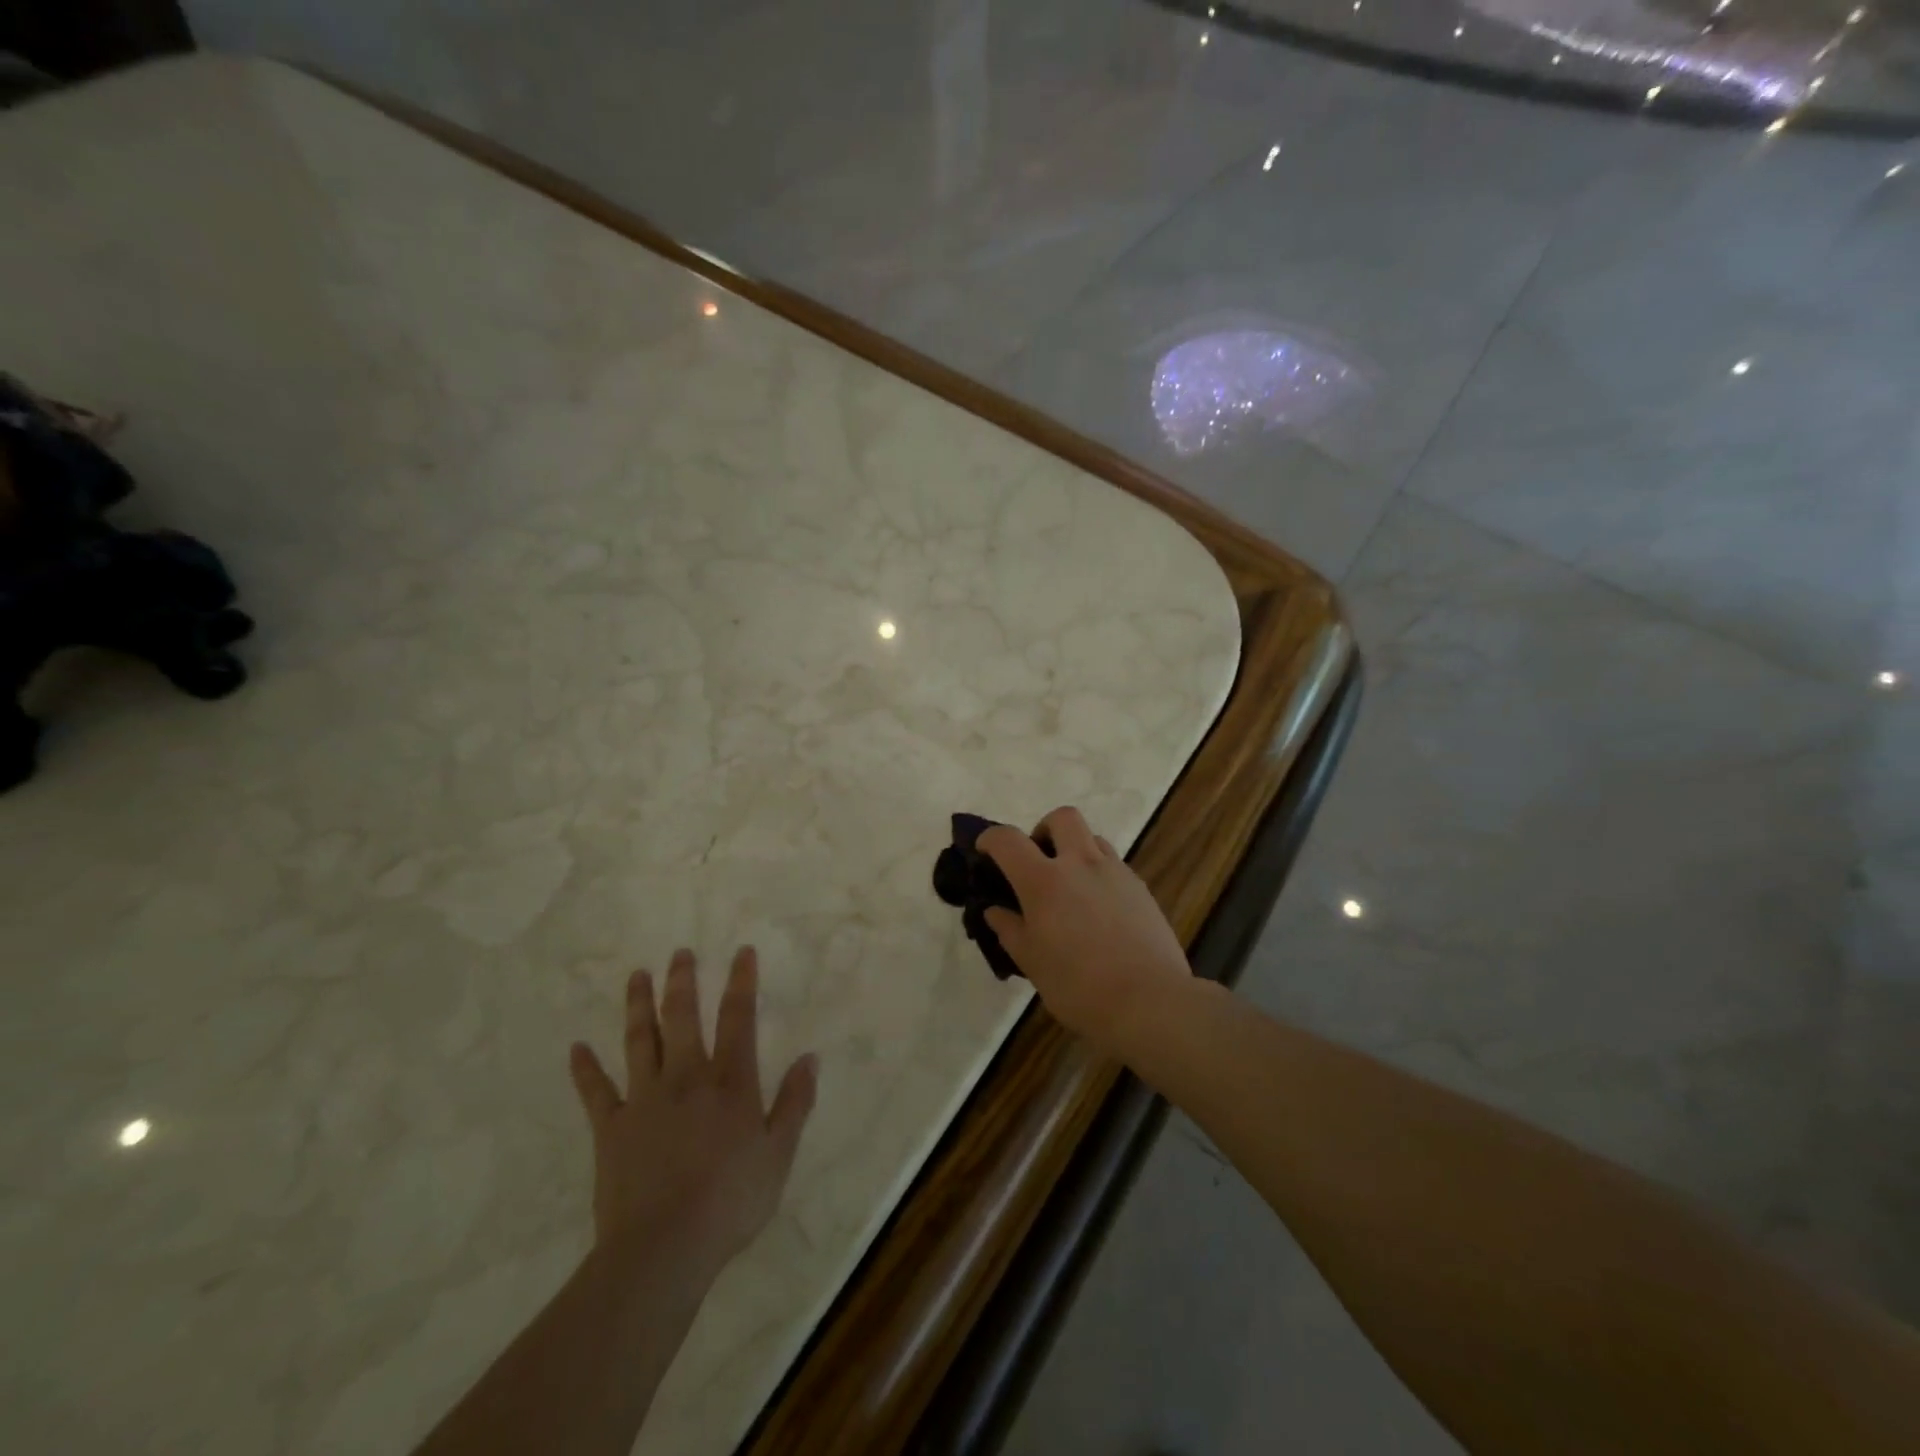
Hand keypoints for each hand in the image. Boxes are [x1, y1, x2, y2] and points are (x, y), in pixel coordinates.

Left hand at [568, 947, 816, 1281]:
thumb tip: (810, 1058)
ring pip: (640, 1040)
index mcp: (729, 1082)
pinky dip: (586, 1069)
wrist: (662, 1249)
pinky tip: (577, 1048)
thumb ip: (795, 1103)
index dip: (741, 982)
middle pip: (683, 1017)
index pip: (738, 1018)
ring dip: (638, 1006)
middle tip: (679, 953)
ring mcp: (644, 1099)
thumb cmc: (730, 1201)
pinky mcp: (611, 1128)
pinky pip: (596, 1092)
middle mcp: (686, 1077)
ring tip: (636, 976)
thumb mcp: (778, 1154)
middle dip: (682, 981)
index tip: (742, 952)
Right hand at [979, 807, 1192, 1058]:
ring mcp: (1115, 873)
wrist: (1150, 1002)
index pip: (1008, 840)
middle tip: (1038, 860)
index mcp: (1044, 881)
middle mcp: (1080, 864)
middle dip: (1044, 829)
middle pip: (1062, 818)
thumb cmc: (1079, 987)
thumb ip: (1010, 930)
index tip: (984, 850)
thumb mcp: (1032, 963)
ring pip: (1093, 838)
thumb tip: (994, 911)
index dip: (991, 838)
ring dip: (1075, 850)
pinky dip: (1099, 874)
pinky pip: (1114, 866)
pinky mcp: (1141, 889)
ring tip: (1070, 886)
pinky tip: (1098, 910)